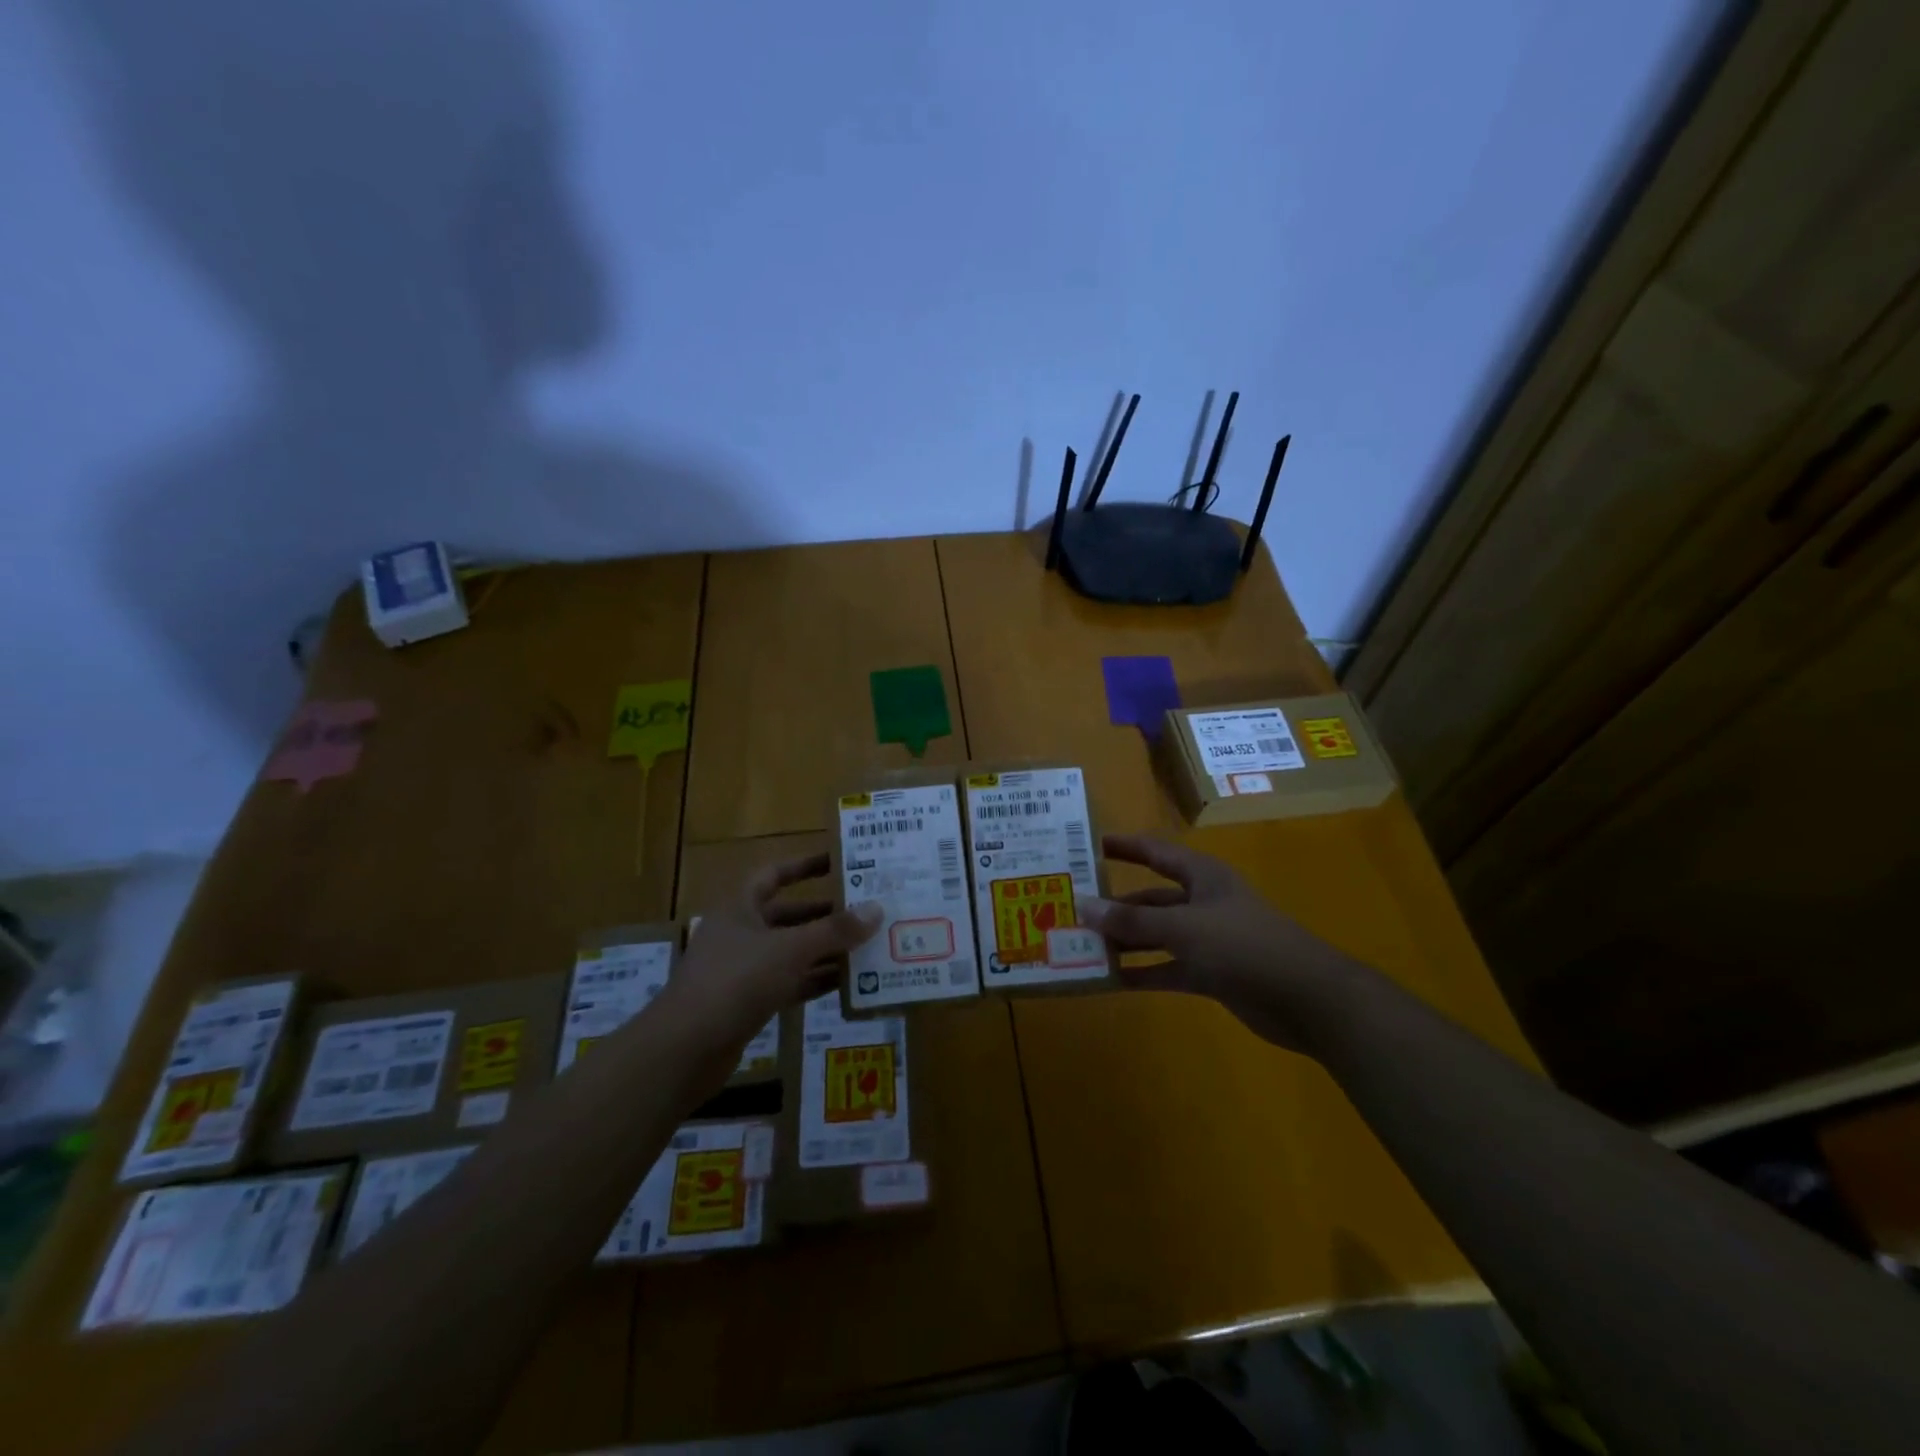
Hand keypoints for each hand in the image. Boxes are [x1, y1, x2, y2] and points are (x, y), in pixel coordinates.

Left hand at [653, 853, 880, 1059]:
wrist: (685, 1049)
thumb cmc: (736, 981)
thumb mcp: (791, 950)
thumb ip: (834, 931)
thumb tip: (876, 908)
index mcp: (741, 908)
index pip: (775, 875)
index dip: (805, 866)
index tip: (839, 862)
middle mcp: (741, 934)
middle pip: (788, 916)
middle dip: (824, 914)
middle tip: (864, 911)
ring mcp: (743, 971)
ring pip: (791, 952)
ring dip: (824, 950)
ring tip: (866, 947)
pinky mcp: (748, 1003)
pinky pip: (789, 984)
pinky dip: (814, 982)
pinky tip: (847, 984)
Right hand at [1079, 834, 1365, 1054]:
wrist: (1308, 1000)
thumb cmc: (1244, 946)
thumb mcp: (1183, 928)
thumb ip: (1133, 922)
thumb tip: (1083, 905)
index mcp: (1202, 876)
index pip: (1155, 852)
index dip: (1124, 846)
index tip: (1088, 844)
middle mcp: (1203, 902)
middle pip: (1151, 899)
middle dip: (1115, 906)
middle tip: (1073, 910)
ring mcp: (1208, 939)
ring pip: (1157, 935)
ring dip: (1126, 942)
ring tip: (1083, 947)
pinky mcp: (1213, 973)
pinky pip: (1168, 968)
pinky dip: (1144, 973)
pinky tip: (1112, 980)